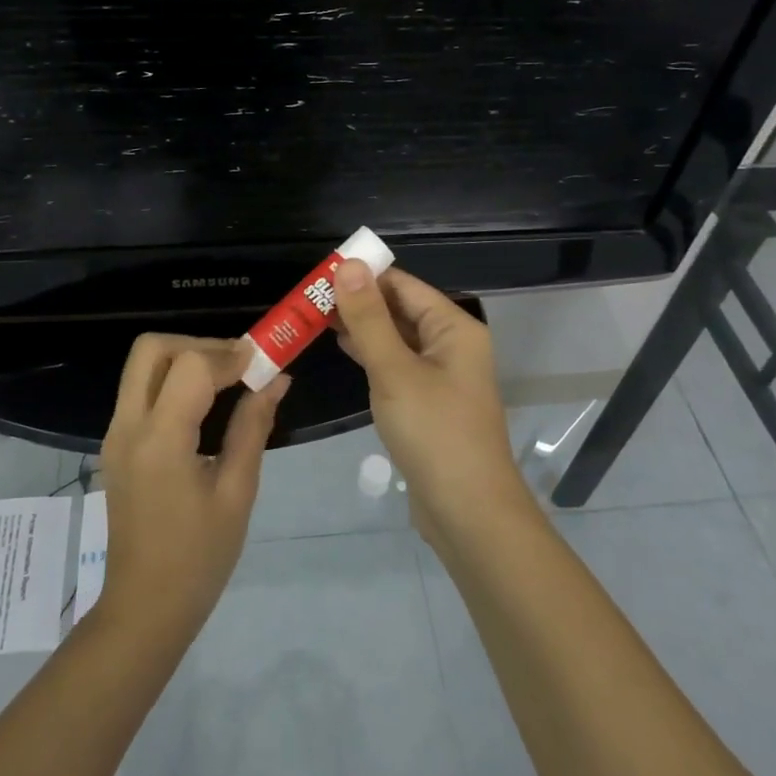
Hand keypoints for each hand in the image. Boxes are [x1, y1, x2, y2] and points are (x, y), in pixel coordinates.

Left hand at [96, 335, 287, 644]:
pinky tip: (204, 403)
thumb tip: (277, 379)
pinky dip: (171, 380)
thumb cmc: (199, 558)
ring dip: (184, 359)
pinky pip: (140, 390)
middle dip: (199, 345)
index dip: (229, 355)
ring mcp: (115, 434)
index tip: (263, 363)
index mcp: (160, 441)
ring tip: (227, 380)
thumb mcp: (237, 492)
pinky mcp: (115, 444)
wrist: (144, 607)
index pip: (190, 366)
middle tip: (238, 365)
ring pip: (142, 365)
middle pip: (152, 349)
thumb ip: (253, 427)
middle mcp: (128, 427)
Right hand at [331, 262, 527, 542]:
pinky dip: (372, 354)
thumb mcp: (394, 370)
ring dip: (362, 327)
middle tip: (309, 296)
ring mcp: (441, 375)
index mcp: (453, 328)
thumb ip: (369, 318)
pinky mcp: (429, 402)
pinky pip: (397, 365)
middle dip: (358, 301)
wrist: (467, 511)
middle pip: (401, 309)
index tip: (319, 272)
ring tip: (315, 316)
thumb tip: (349, 265)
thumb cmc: (434, 432)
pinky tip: (343, 348)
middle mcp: (451, 345)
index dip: (364, 275)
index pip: (403, 285)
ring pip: (397, 338)